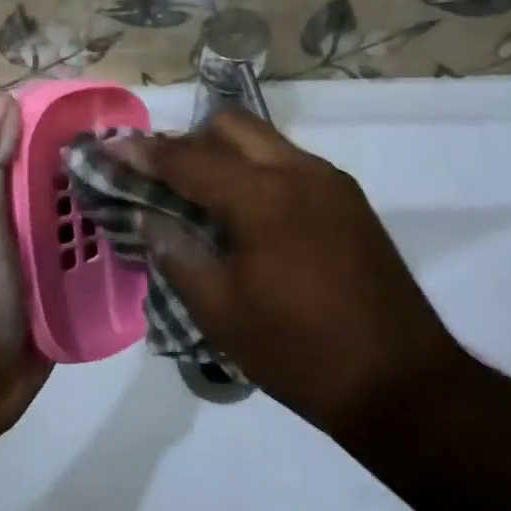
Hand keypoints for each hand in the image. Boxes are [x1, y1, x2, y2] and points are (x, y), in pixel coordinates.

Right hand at [117, 108, 476, 442]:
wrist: (401, 385)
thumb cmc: (299, 352)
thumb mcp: (221, 311)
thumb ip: (176, 252)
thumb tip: (146, 216)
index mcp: (263, 196)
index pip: (188, 158)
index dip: (144, 152)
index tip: (109, 147)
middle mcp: (300, 172)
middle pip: (230, 126)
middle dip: (187, 141)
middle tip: (159, 177)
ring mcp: (331, 183)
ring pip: (263, 141)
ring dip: (223, 154)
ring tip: (197, 196)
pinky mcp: (350, 201)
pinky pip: (289, 164)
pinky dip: (256, 171)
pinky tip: (244, 215)